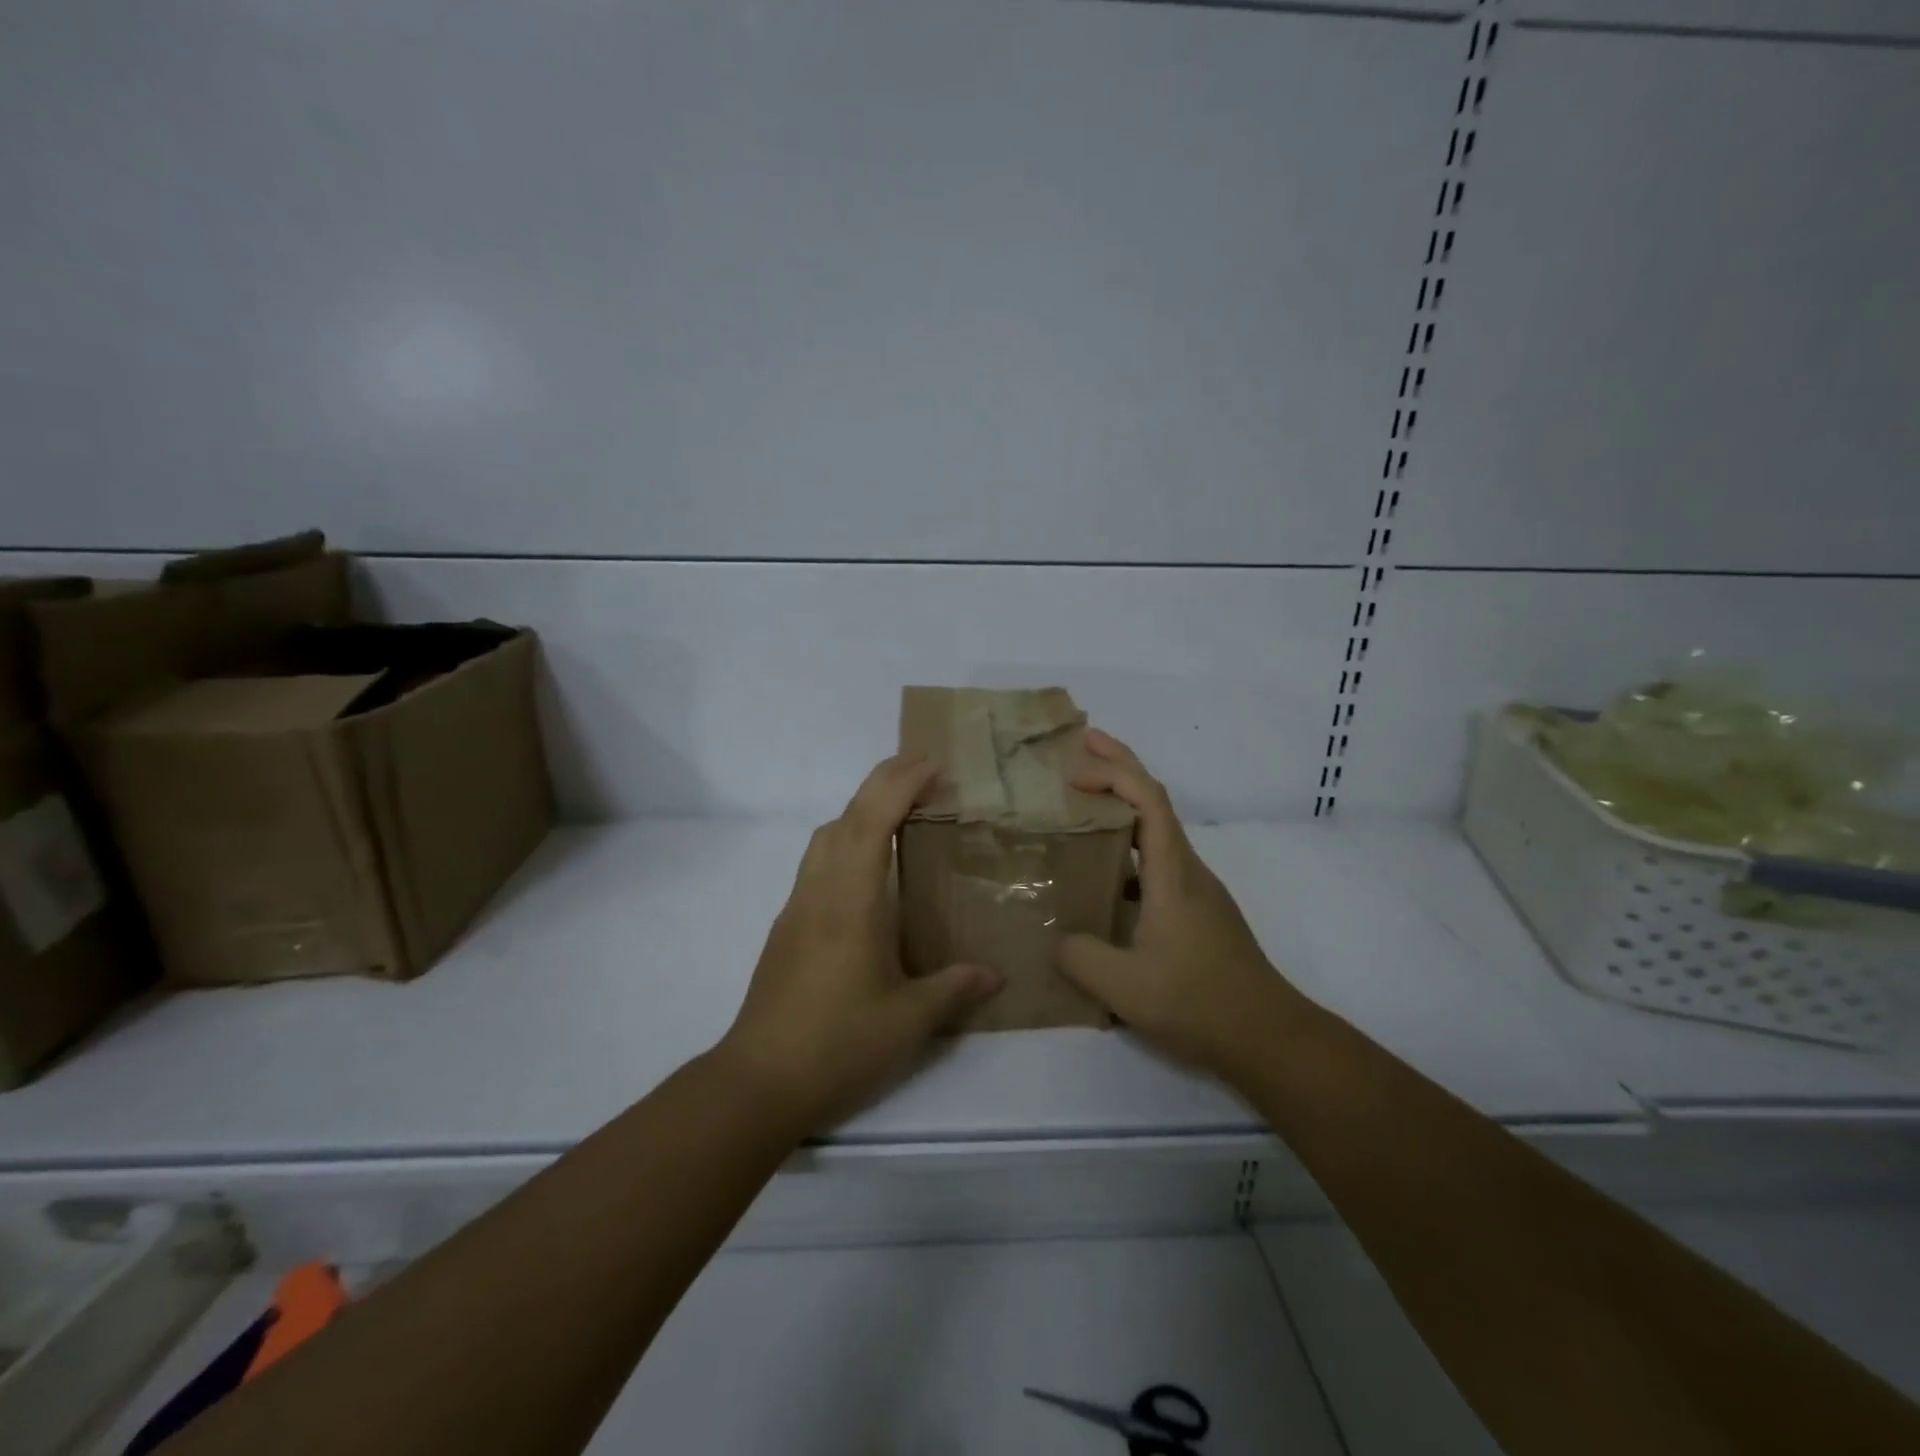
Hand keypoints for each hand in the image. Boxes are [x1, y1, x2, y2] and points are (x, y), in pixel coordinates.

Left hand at [717, 755, 1003, 1131]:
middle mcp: (819, 892)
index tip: (934, 764)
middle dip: (882, 783)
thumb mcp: (908, 1022)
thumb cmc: (837, 1045)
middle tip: (924, 776)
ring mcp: (796, 909)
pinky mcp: (785, 930)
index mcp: (850, 902)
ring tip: (899, 819)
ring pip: (824, 838)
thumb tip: (995, 975)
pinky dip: (845, 845)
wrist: (757, 1083)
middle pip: (845, 817)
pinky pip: (817, 866)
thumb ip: (954, 989)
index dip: (901, 783)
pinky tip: (867, 879)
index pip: (872, 820)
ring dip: (859, 813)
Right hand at [1057, 728, 1304, 1074]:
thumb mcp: (1125, 987)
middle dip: (1120, 765)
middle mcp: (1187, 869)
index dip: (1114, 772)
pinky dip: (1127, 846)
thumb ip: (1081, 957)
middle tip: (1081, 745)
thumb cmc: (1200, 1002)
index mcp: (1173, 873)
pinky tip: (1102, 875)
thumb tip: (1059, 938)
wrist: (1268, 1036)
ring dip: (1122, 805)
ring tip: (1081, 804)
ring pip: (1157, 830)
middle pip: (1155, 800)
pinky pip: (1156, 860)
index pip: (1148, 799)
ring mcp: (1195, 889)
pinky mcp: (1196, 910)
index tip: (1074, 769)